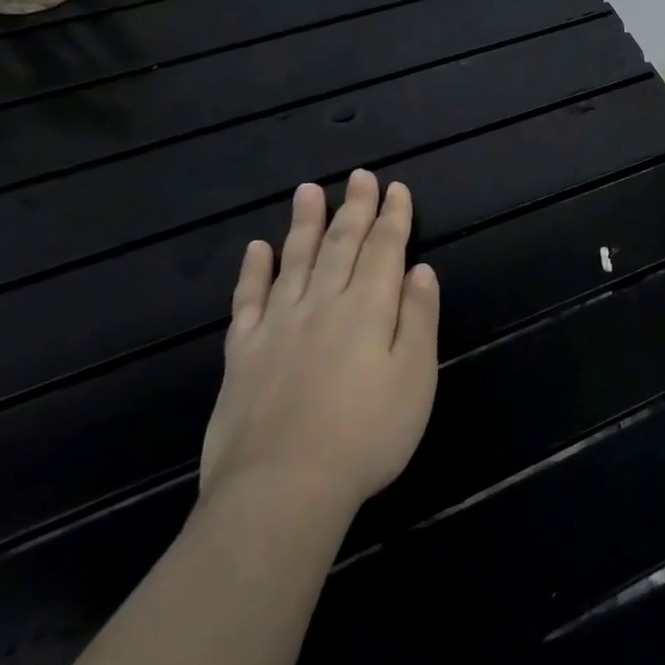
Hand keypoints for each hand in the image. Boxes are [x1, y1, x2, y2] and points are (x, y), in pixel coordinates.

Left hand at [201, 170, 439, 518]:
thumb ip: (418, 318)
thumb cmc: (367, 434)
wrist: (283, 488)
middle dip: (354, 209)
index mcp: (368, 309)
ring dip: (304, 224)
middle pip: (340, 246)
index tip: (397, 188)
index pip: (385, 249)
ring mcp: (278, 327)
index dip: (393, 217)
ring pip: (294, 262)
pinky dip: (253, 272)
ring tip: (308, 191)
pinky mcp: (243, 354)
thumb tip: (421, 270)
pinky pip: (248, 300)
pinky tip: (257, 249)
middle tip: (358, 177)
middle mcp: (322, 305)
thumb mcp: (416, 377)